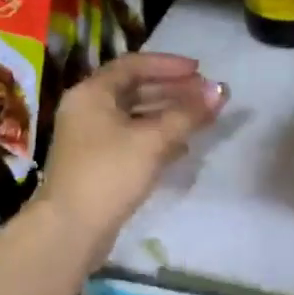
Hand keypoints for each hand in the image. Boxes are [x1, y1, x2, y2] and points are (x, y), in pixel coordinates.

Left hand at [38, 53, 226, 255]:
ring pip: (135, 117)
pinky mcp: (98, 164)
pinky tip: (183, 148)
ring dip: (168, 115)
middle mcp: (87, 109)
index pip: (134, 65)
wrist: (71, 229)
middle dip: (173, 91)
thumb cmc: (110, 173)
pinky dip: (157, 138)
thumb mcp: (153, 140)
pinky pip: (132, 139)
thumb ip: (188, 114)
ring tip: (201, 119)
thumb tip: (221, 91)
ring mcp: (91, 138)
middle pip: (135, 90)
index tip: (200, 72)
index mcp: (92, 93)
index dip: (169, 65)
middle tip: (206, 96)